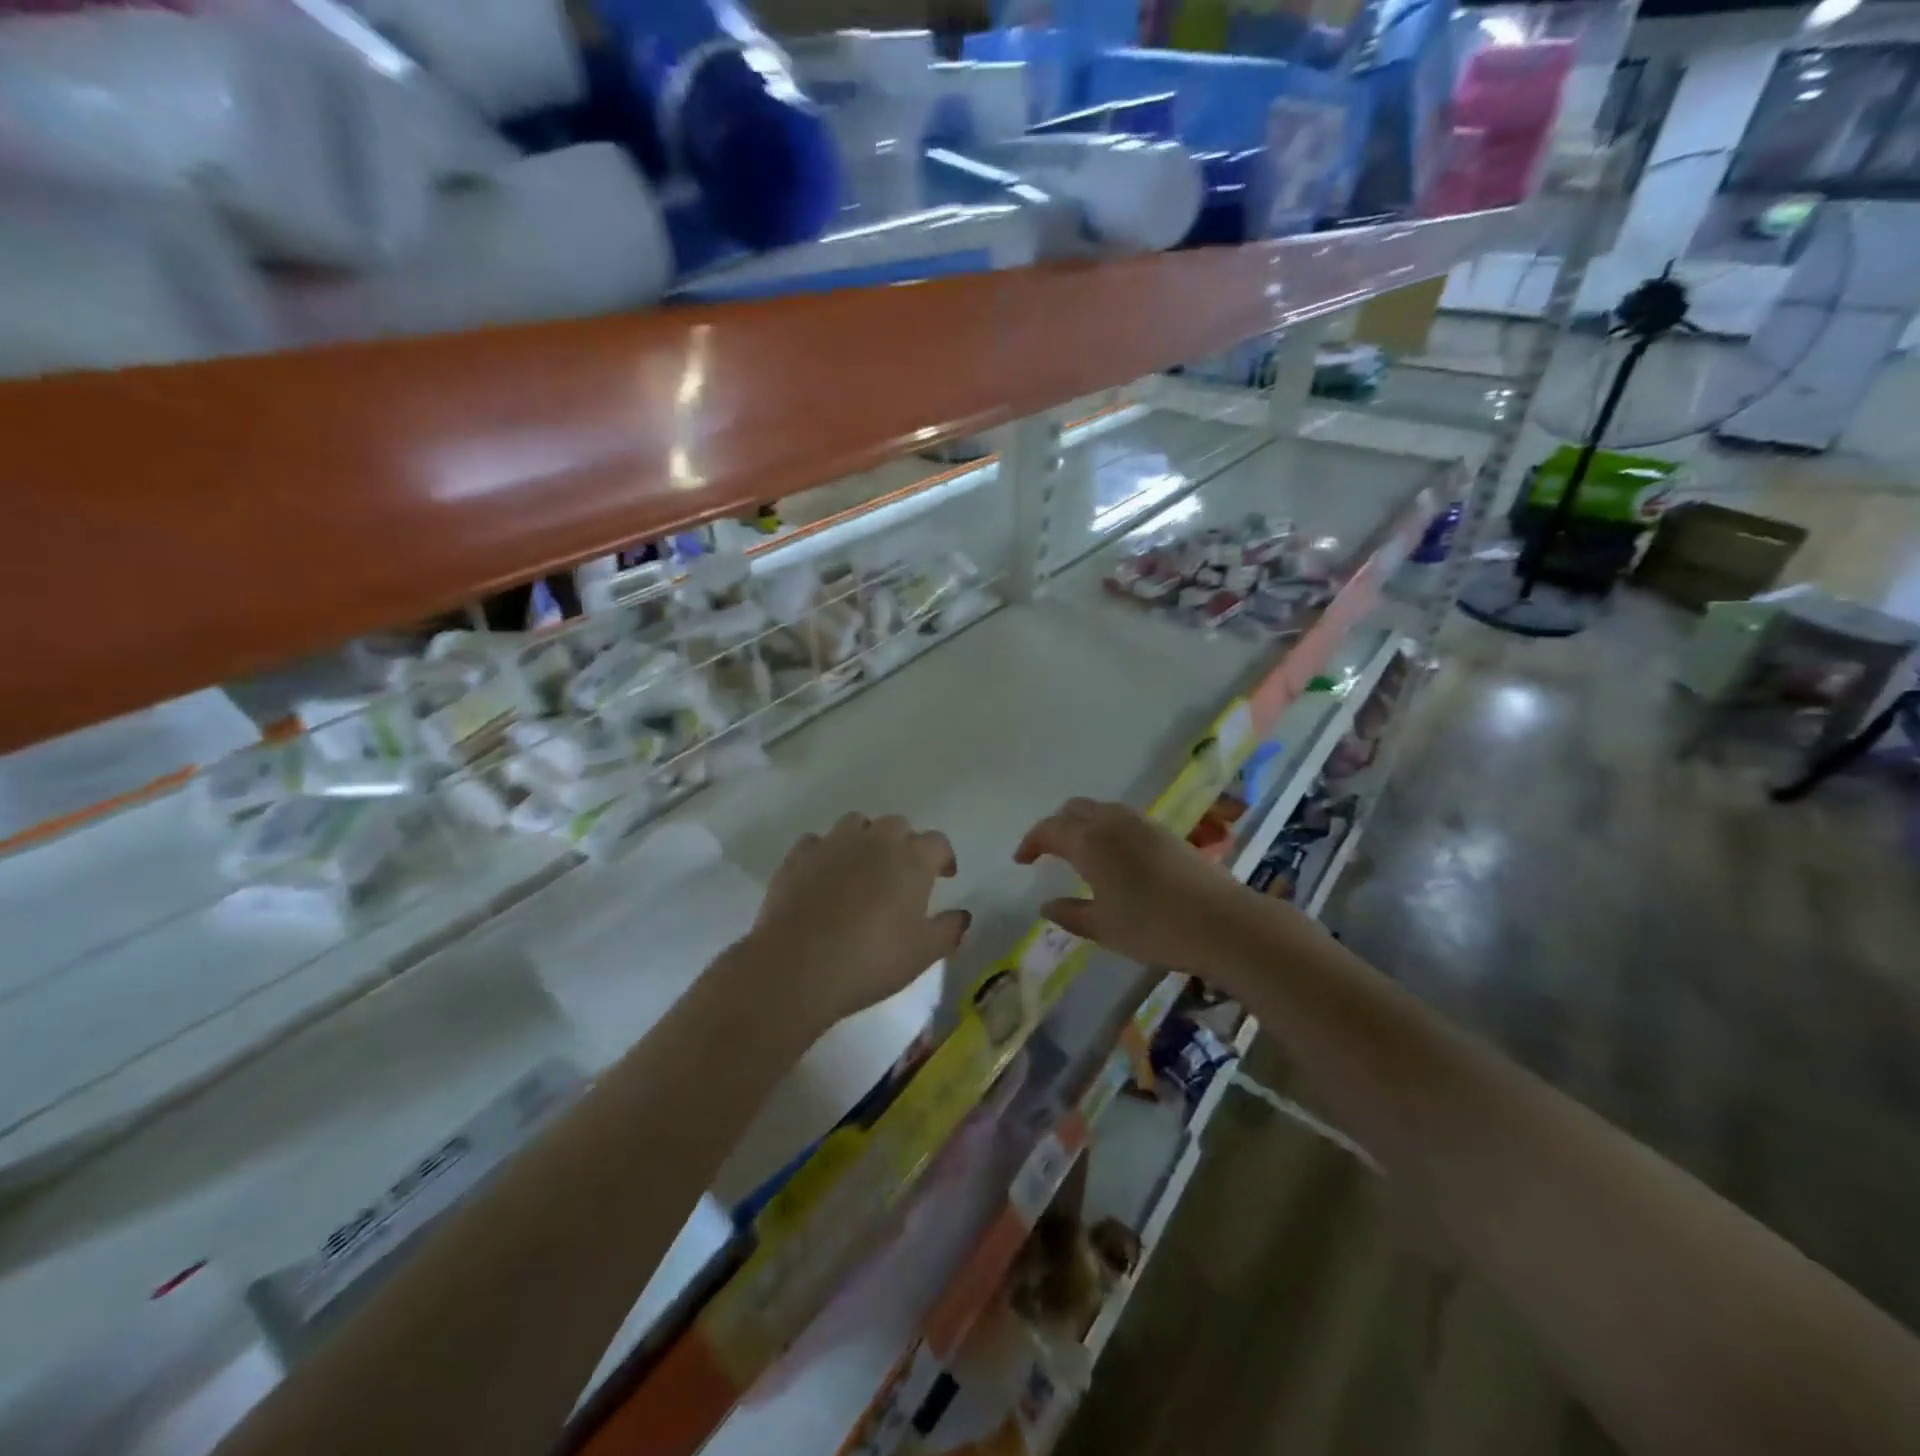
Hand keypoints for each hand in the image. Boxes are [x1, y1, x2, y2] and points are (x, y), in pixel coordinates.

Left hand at [745, 812, 969, 1031]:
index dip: (944, 857)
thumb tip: (962, 915)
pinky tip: (824, 876)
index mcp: (911, 859)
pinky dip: (825, 854)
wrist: (797, 966)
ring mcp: (833, 844)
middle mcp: (874, 840)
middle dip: (904, 843)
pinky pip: (817, 843)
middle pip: (897, 825)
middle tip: (902, 873)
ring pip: (856, 824)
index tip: (944, 876)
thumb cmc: (871, 959)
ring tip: (863, 867)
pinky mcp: (798, 856)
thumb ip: (948, 930)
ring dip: (865, 839)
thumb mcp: (923, 953)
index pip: (938, 842)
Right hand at [1015, 798, 1250, 972]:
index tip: (1021, 860)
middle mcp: (1112, 823)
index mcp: (1089, 842)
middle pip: (1073, 809)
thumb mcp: (1103, 928)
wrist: (1222, 922)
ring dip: (1081, 823)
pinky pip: (1121, 818)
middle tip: (1046, 852)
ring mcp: (1141, 823)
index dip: (1030, 842)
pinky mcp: (1164, 831)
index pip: (1048, 830)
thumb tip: (1047, 905)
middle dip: (1055, 826)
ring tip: (1078, 851)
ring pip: (1100, 809)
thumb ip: (1070, 913)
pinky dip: (1105, 827)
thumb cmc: (1154, 927)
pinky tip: (1113, 855)